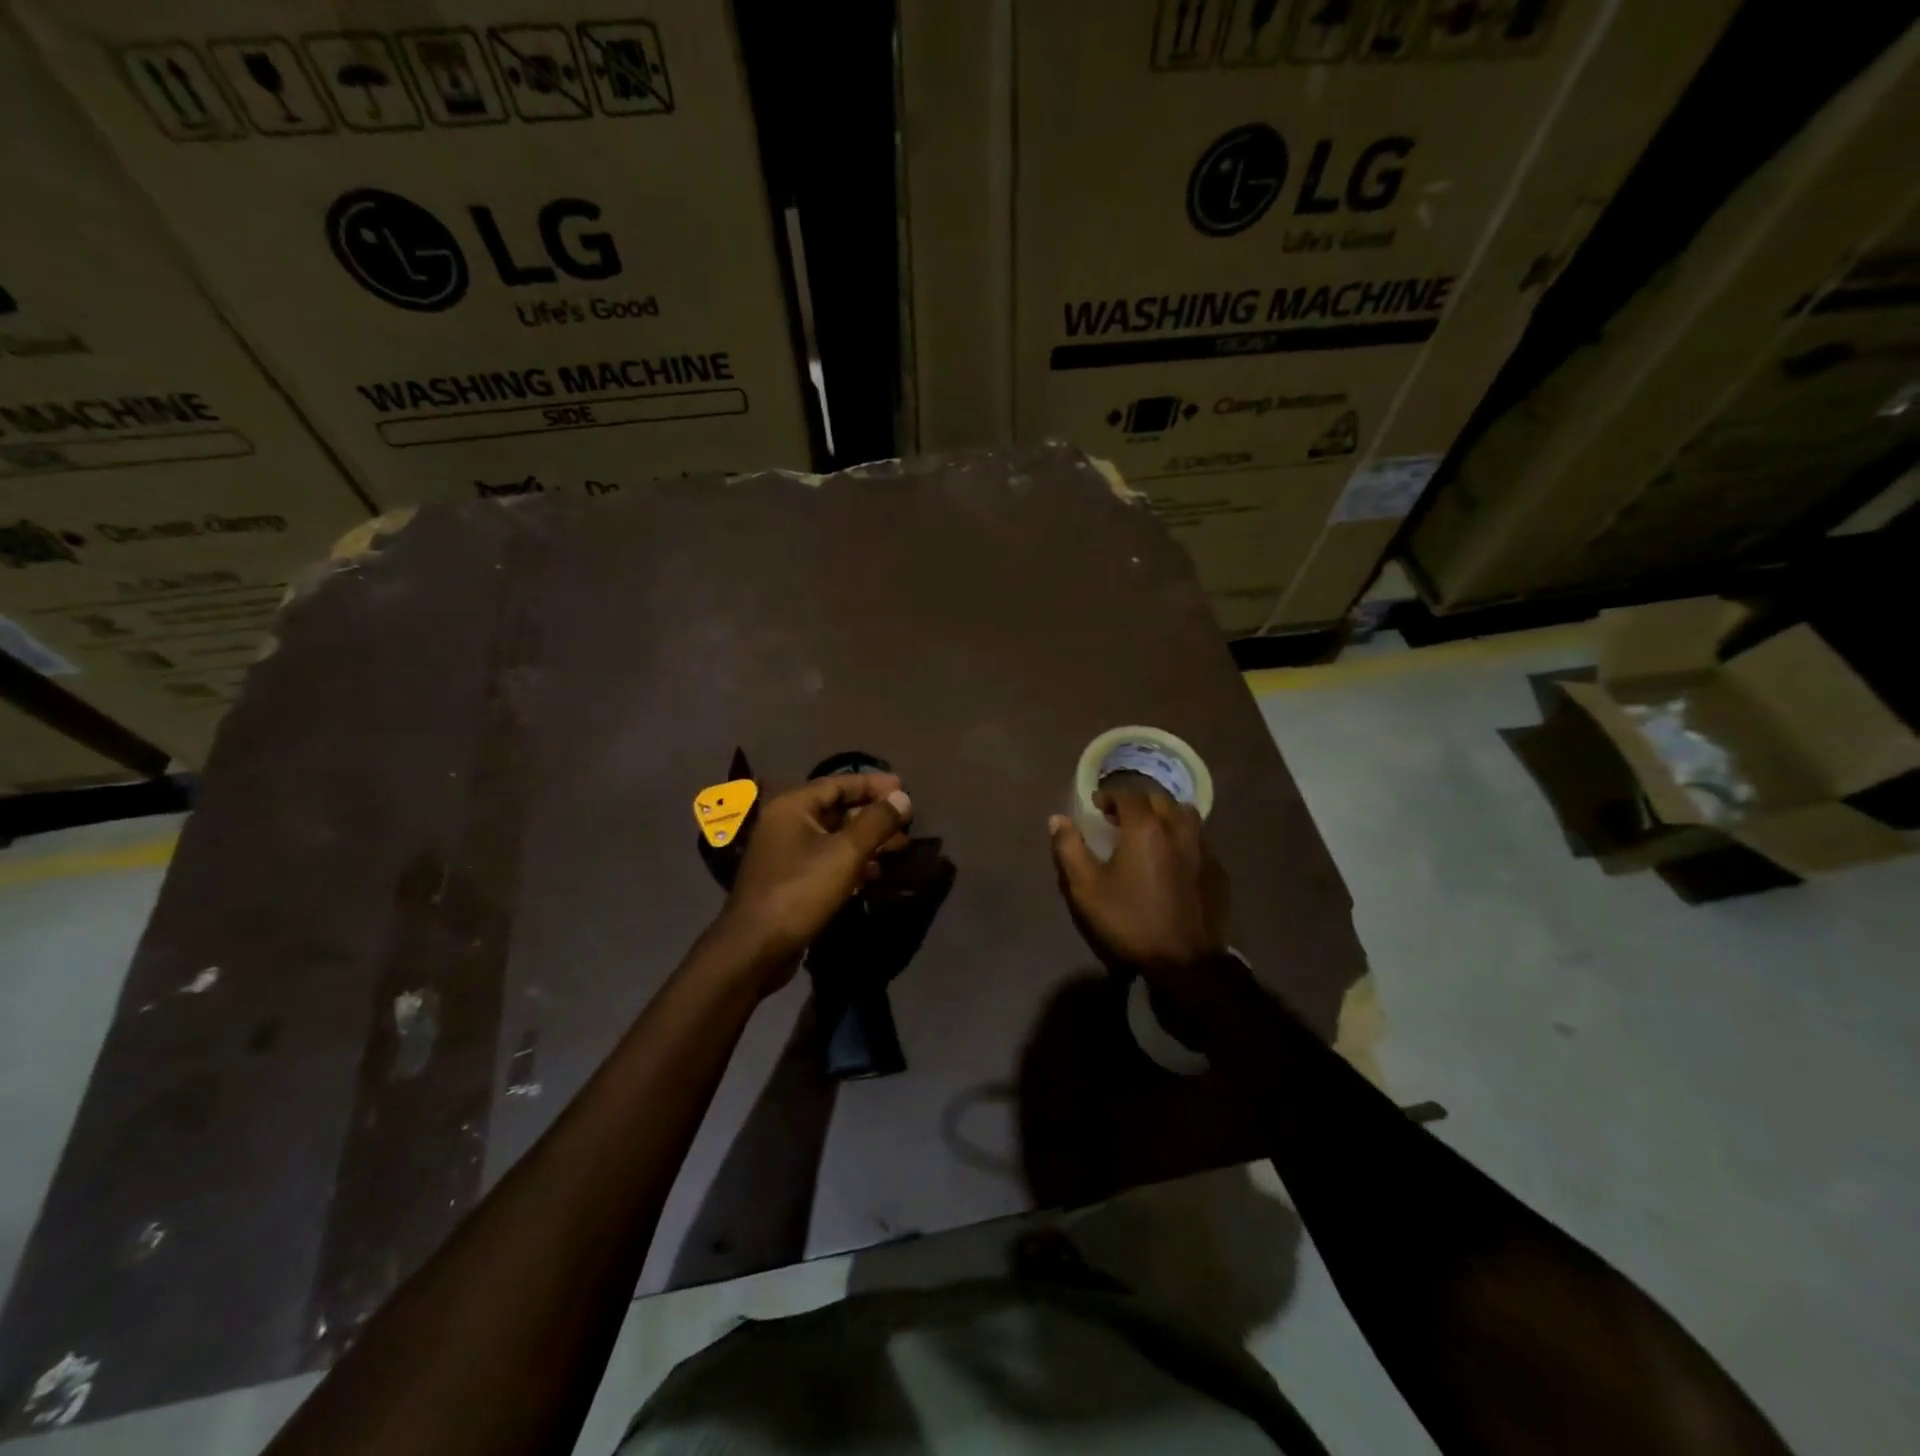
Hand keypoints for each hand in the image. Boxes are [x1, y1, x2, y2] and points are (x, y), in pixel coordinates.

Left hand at [711, 773, 912, 994]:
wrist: (756, 948)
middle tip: (907, 820)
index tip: (903, 787)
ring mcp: (786, 854)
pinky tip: (877, 872)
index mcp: (792, 807)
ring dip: (867, 840)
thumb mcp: (846, 853)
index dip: (873, 784)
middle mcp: (786, 824)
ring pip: (834, 838)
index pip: (838, 784)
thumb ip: (876, 822)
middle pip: (837, 810)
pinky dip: (852, 862)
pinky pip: (827, 861)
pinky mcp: (791, 882)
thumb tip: (901, 797)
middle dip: (873, 815)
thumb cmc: (800, 891)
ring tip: (901, 846)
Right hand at [1048, 789, 1228, 983]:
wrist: (1185, 963)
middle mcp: (1179, 829)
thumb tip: (1058, 820)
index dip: (1109, 797)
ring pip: (1185, 816)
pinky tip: (1174, 861)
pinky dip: (1183, 840)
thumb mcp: (1087, 888)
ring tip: (1150, 834)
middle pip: (1160, 800)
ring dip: (1165, 816)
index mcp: (1146, 828)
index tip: (1097, 808)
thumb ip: (1069, 848)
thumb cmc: (1130, 920)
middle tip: (1120, 819)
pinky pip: (1200, 841)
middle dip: (1138, 802)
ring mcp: (1204, 850)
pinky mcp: (1218, 872)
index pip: (1127, 795)